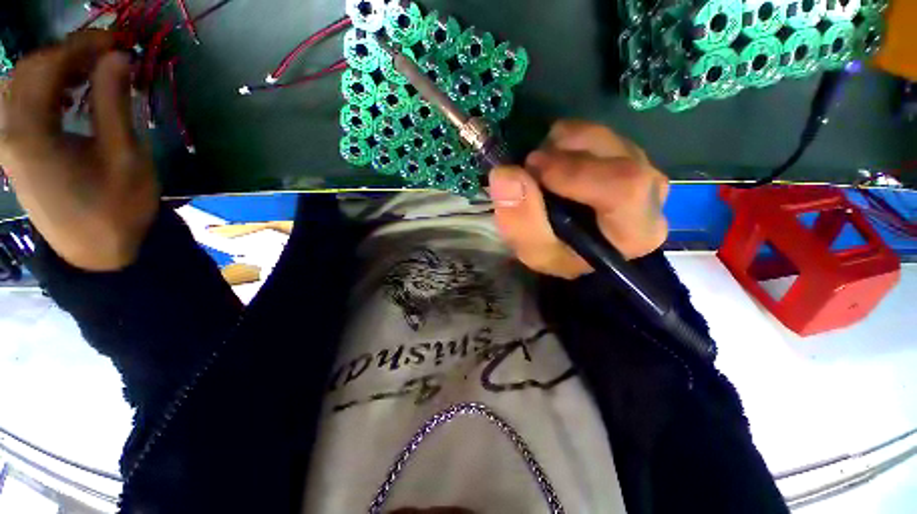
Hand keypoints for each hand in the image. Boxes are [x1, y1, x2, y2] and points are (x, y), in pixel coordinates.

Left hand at [0, 30, 158, 271]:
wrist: (100, 254)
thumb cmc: (117, 209)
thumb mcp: (124, 156)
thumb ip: (114, 103)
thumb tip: (118, 57)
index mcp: (31, 133)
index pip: (46, 66)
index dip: (81, 45)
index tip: (116, 41)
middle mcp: (10, 133)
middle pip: (27, 71)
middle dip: (66, 53)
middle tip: (105, 54)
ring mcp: (10, 145)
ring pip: (22, 87)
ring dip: (55, 70)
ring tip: (88, 72)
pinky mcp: (18, 154)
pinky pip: (23, 107)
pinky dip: (46, 90)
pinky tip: (68, 96)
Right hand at [489, 120, 668, 279]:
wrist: (570, 246)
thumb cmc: (556, 254)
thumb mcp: (533, 251)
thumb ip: (520, 220)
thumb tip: (506, 174)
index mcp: (636, 231)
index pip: (625, 188)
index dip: (576, 171)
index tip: (532, 168)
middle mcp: (652, 197)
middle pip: (620, 157)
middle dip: (566, 154)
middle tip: (531, 165)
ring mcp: (642, 170)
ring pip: (610, 139)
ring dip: (565, 143)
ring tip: (539, 164)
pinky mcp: (628, 156)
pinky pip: (601, 134)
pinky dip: (569, 138)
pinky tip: (554, 158)